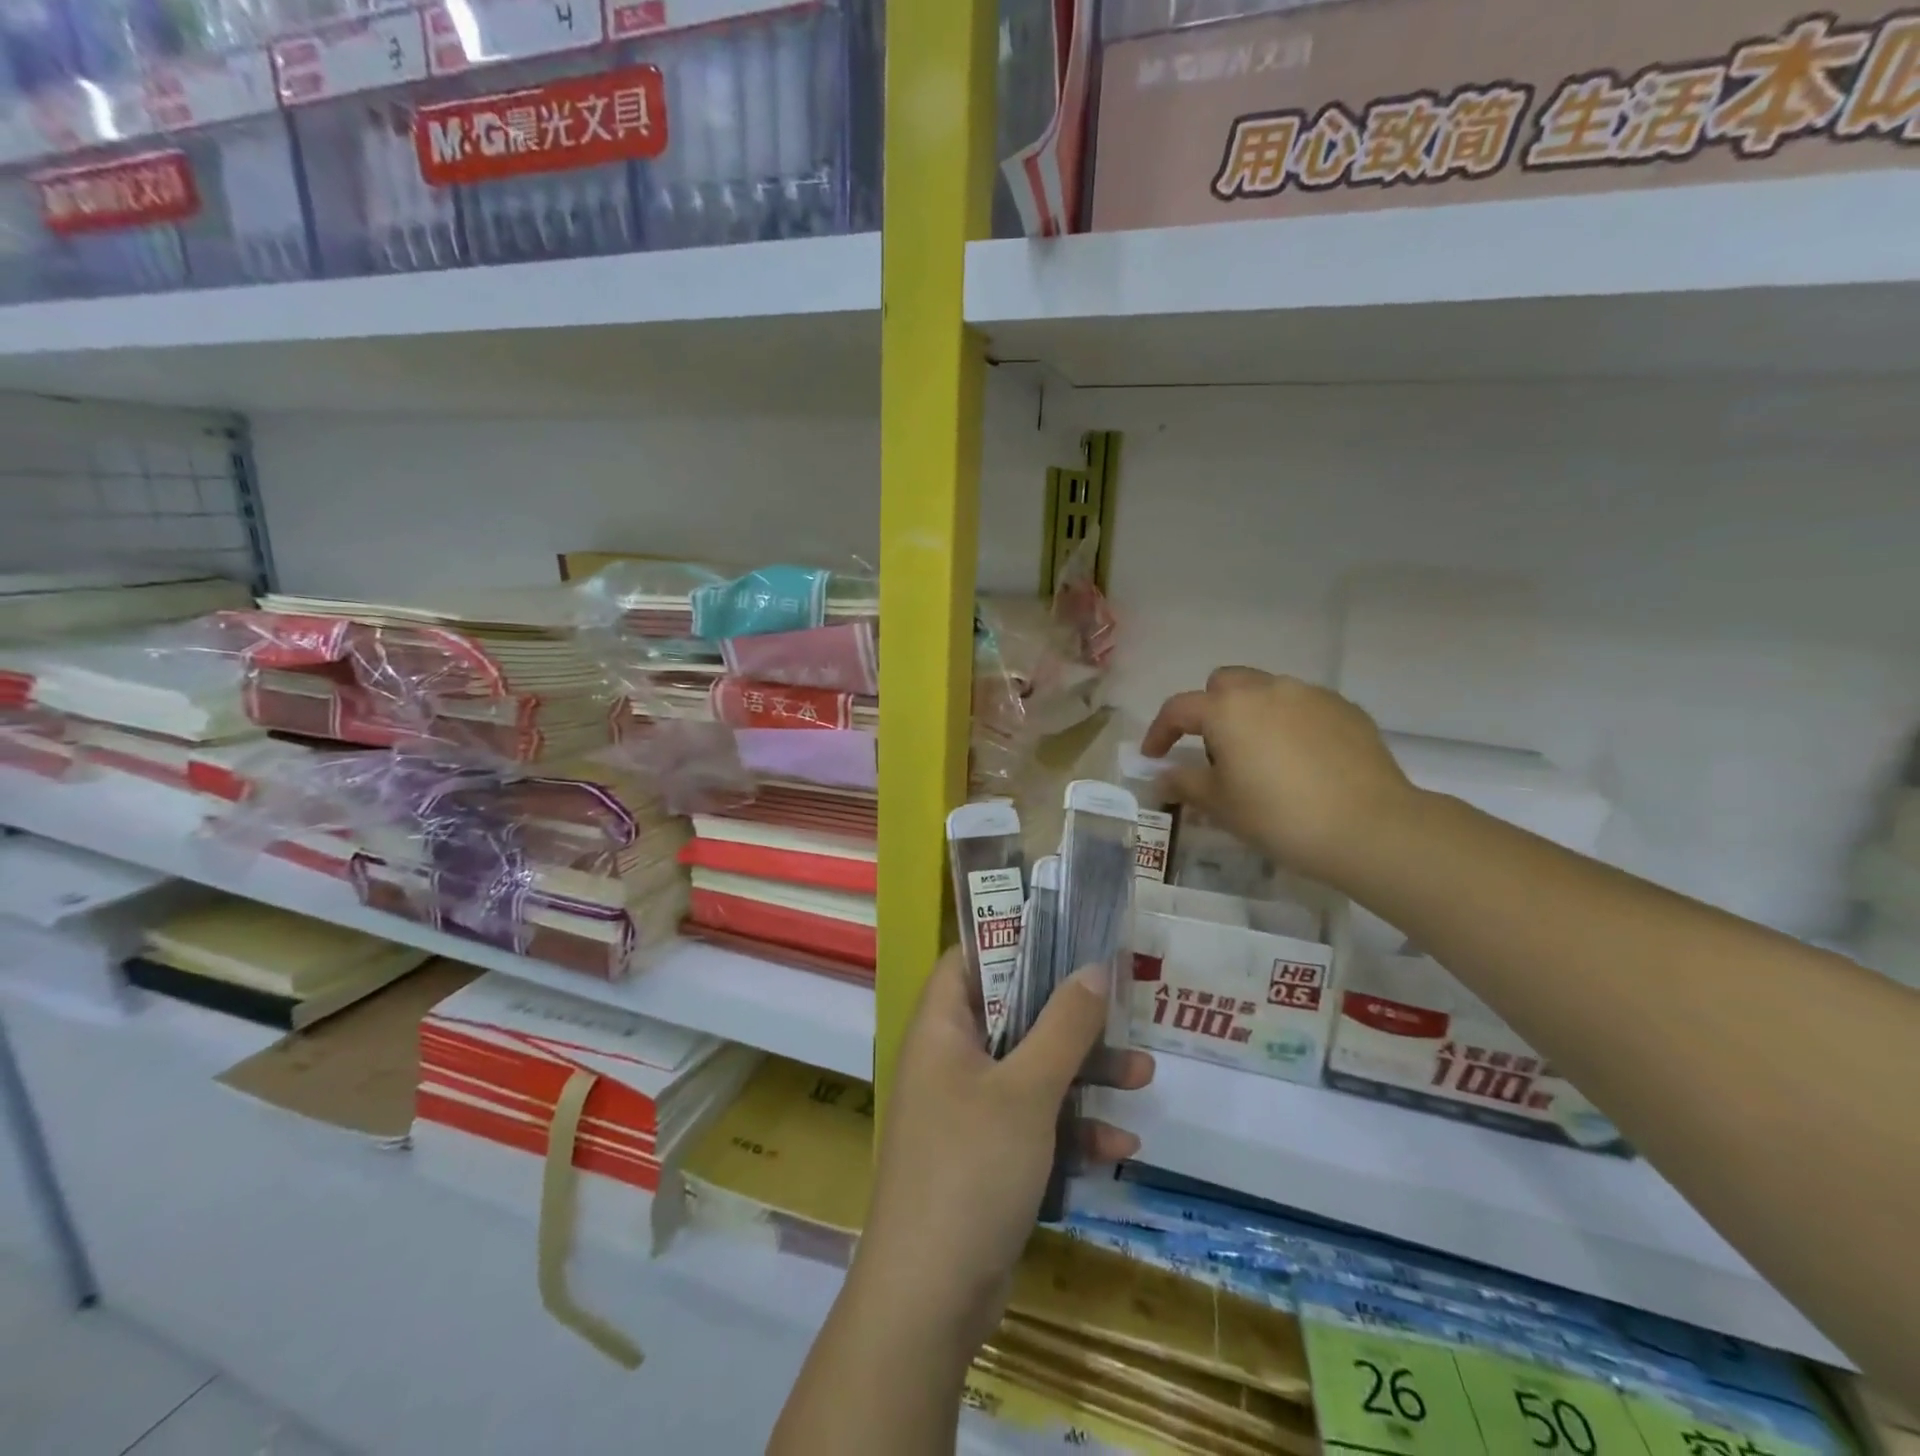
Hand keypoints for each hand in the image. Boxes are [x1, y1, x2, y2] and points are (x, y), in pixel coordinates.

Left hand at [858, 948, 1153, 1354]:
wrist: (930, 1300)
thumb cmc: (972, 1168)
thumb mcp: (1027, 1090)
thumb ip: (1064, 1026)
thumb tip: (1093, 967)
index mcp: (942, 1029)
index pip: (970, 959)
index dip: (1013, 939)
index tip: (1066, 935)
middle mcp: (950, 1061)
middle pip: (1013, 1014)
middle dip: (1070, 1017)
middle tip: (1119, 1007)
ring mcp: (967, 1111)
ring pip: (1031, 1071)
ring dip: (1084, 1074)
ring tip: (1144, 1076)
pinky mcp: (987, 1157)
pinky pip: (1034, 1124)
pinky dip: (1072, 1129)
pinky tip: (1120, 1146)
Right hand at [1142, 667, 1417, 887]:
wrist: (1370, 827)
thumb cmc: (1279, 816)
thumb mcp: (1220, 806)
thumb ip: (1184, 783)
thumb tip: (1162, 777)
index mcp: (1227, 709)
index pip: (1178, 709)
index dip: (1160, 732)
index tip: (1155, 756)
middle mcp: (1267, 689)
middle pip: (1224, 684)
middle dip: (1210, 710)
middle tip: (1214, 751)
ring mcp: (1310, 695)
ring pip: (1267, 691)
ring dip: (1251, 714)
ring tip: (1261, 757)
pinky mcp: (1345, 709)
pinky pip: (1303, 706)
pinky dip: (1289, 723)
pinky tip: (1300, 761)